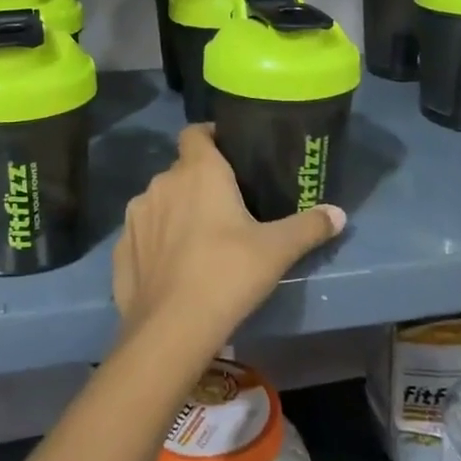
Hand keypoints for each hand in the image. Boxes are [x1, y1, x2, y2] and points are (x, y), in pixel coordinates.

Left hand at [113, 124, 344, 361]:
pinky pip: (143, 233)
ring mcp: (136, 215)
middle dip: (200, 181)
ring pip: (161, 200)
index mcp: (198, 171)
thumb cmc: (227, 273)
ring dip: (177, 210)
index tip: (230, 152)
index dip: (211, 136)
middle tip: (227, 206)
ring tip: (199, 238)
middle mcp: (162, 183)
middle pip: (182, 169)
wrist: (171, 328)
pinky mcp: (121, 247)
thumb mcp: (277, 250)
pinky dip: (156, 241)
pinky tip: (173, 266)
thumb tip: (339, 213)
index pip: (196, 132)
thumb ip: (308, 226)